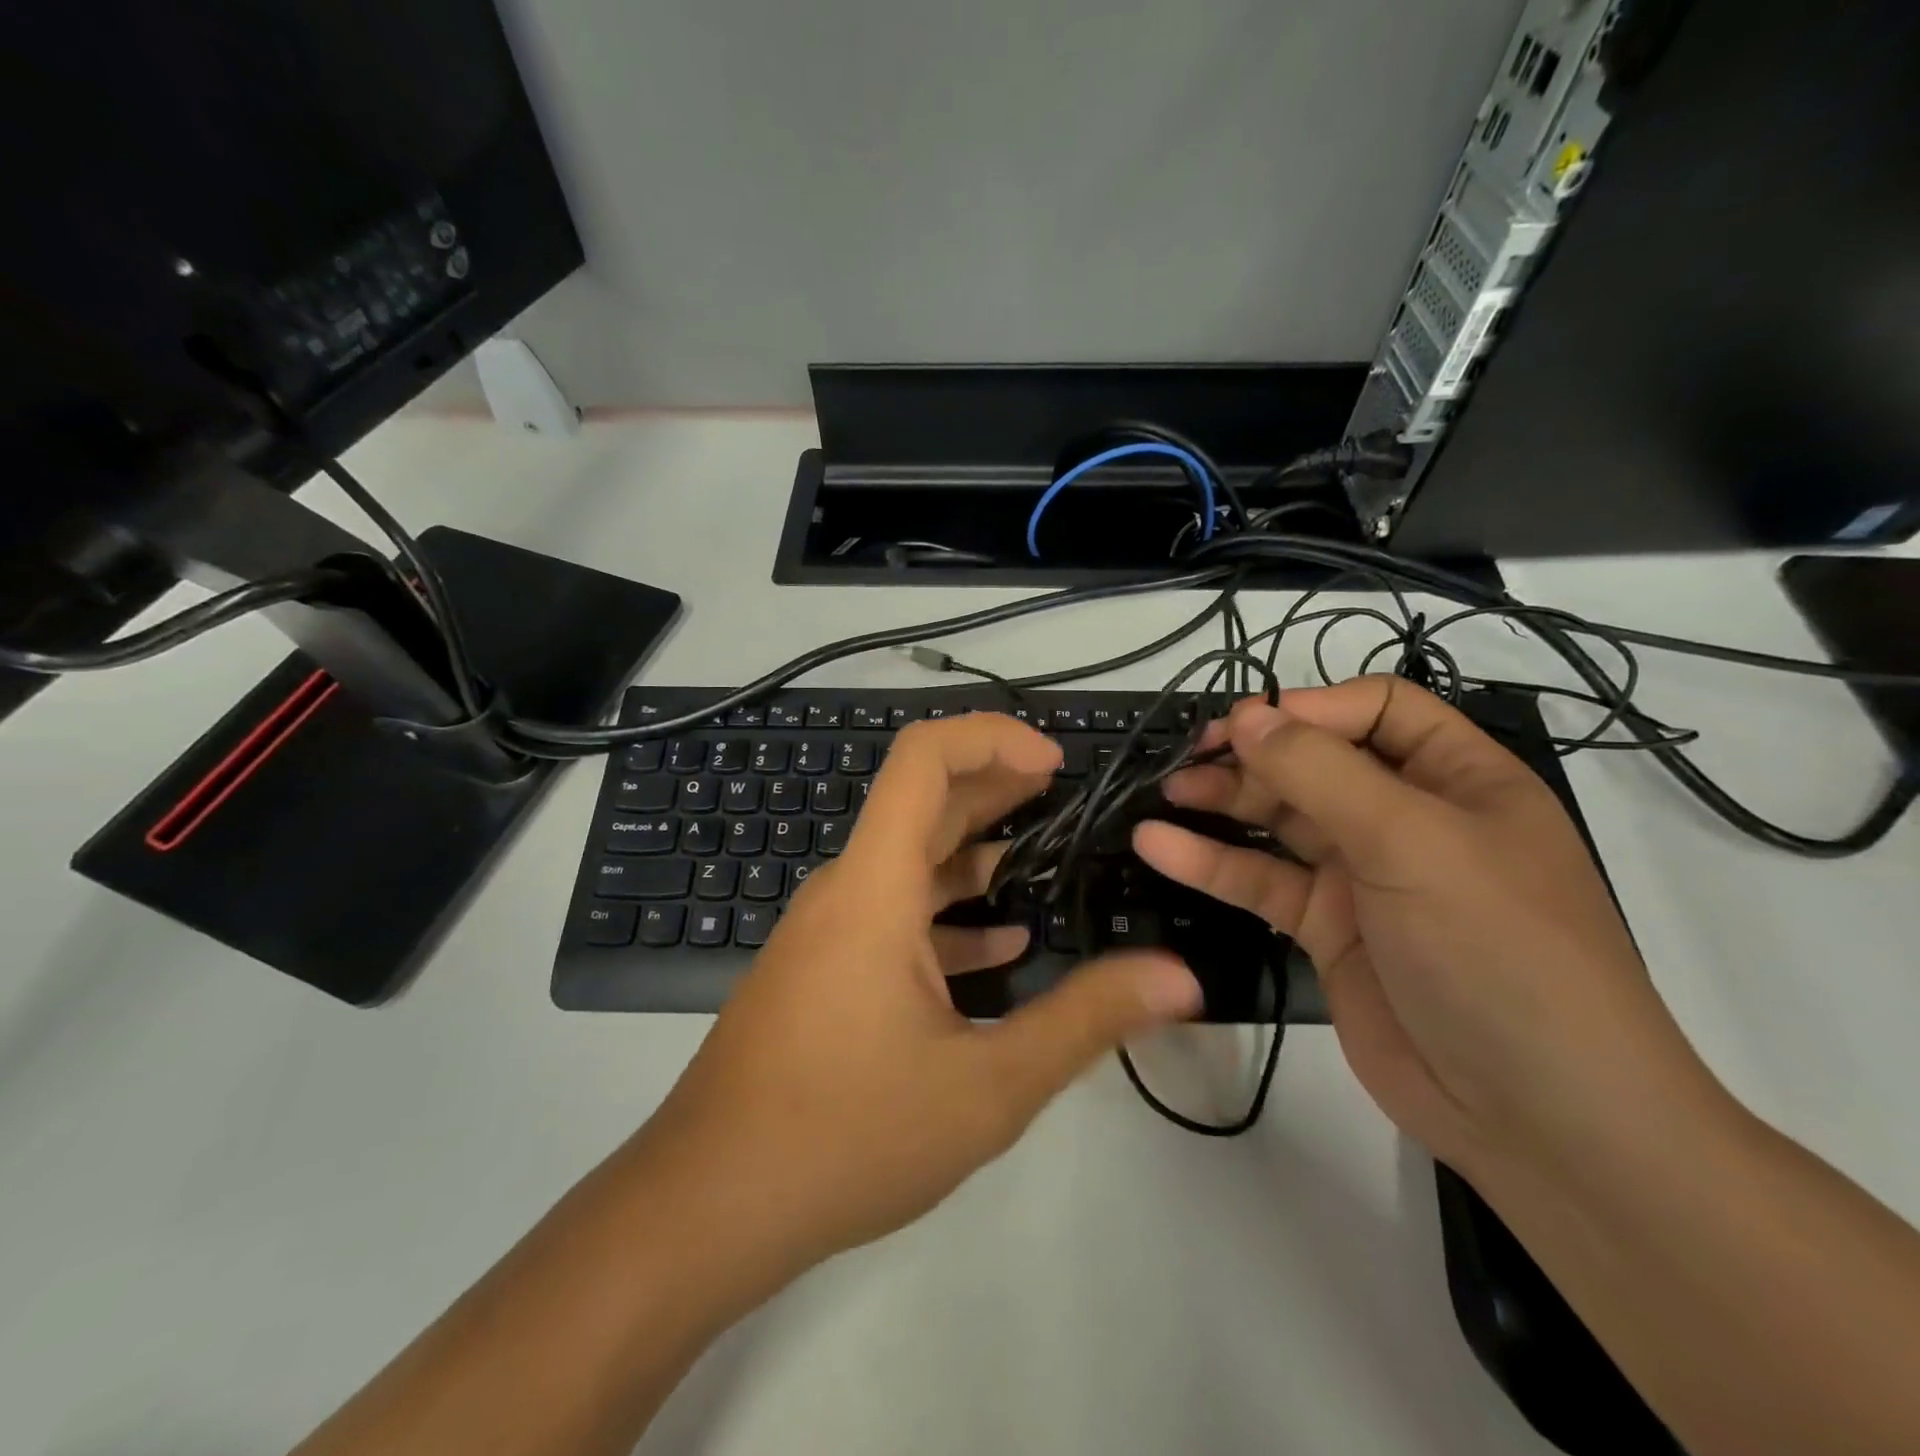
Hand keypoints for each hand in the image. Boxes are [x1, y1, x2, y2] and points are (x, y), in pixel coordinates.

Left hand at [631, 712, 1201, 1292]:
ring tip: (1047, 861)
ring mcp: (828, 931)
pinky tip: (998, 946)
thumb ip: (1086, 1021)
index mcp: (875, 886)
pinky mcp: (823, 970)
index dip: (991, 739)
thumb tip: (1178, 977)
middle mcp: (846, 891)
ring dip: (977, 854)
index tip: (1054, 764)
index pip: (923, 758)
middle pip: (923, 804)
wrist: (708, 1205)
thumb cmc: (846, 1135)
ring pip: (910, 864)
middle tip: (1067, 795)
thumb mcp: (986, 1085)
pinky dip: (947, 914)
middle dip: (997, 788)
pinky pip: (892, 917)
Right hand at [1133, 679, 1711, 1177]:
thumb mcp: (1412, 842)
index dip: (1312, 708)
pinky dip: (1210, 862)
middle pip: (1316, 763)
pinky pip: (1261, 881)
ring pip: (1280, 820)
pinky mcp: (1325, 928)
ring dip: (1223, 802)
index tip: (1249, 725)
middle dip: (1253, 756)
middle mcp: (1408, 818)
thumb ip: (1320, 773)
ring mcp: (1363, 876)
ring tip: (1166, 793)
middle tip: (1189, 760)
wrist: (1536, 1117)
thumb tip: (1247, 713)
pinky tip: (1160, 846)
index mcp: (1459, 778)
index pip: (1378, 711)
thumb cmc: (1494, 949)